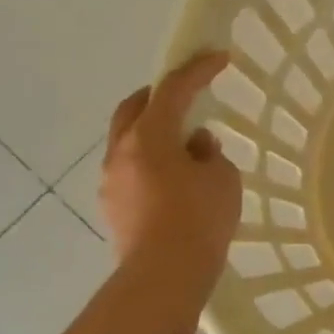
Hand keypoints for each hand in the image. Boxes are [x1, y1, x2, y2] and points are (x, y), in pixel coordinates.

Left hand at [101, 52, 242, 301]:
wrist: (164, 276)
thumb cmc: (199, 219)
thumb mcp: (221, 178)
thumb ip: (210, 153)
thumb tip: (196, 146)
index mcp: (149, 137)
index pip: (173, 90)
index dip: (198, 70)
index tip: (219, 58)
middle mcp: (121, 151)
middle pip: (134, 108)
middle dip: (159, 95)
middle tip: (185, 94)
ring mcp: (112, 181)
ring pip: (129, 141)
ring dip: (154, 133)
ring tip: (185, 145)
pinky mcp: (113, 207)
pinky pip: (131, 169)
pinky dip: (151, 162)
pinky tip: (175, 179)